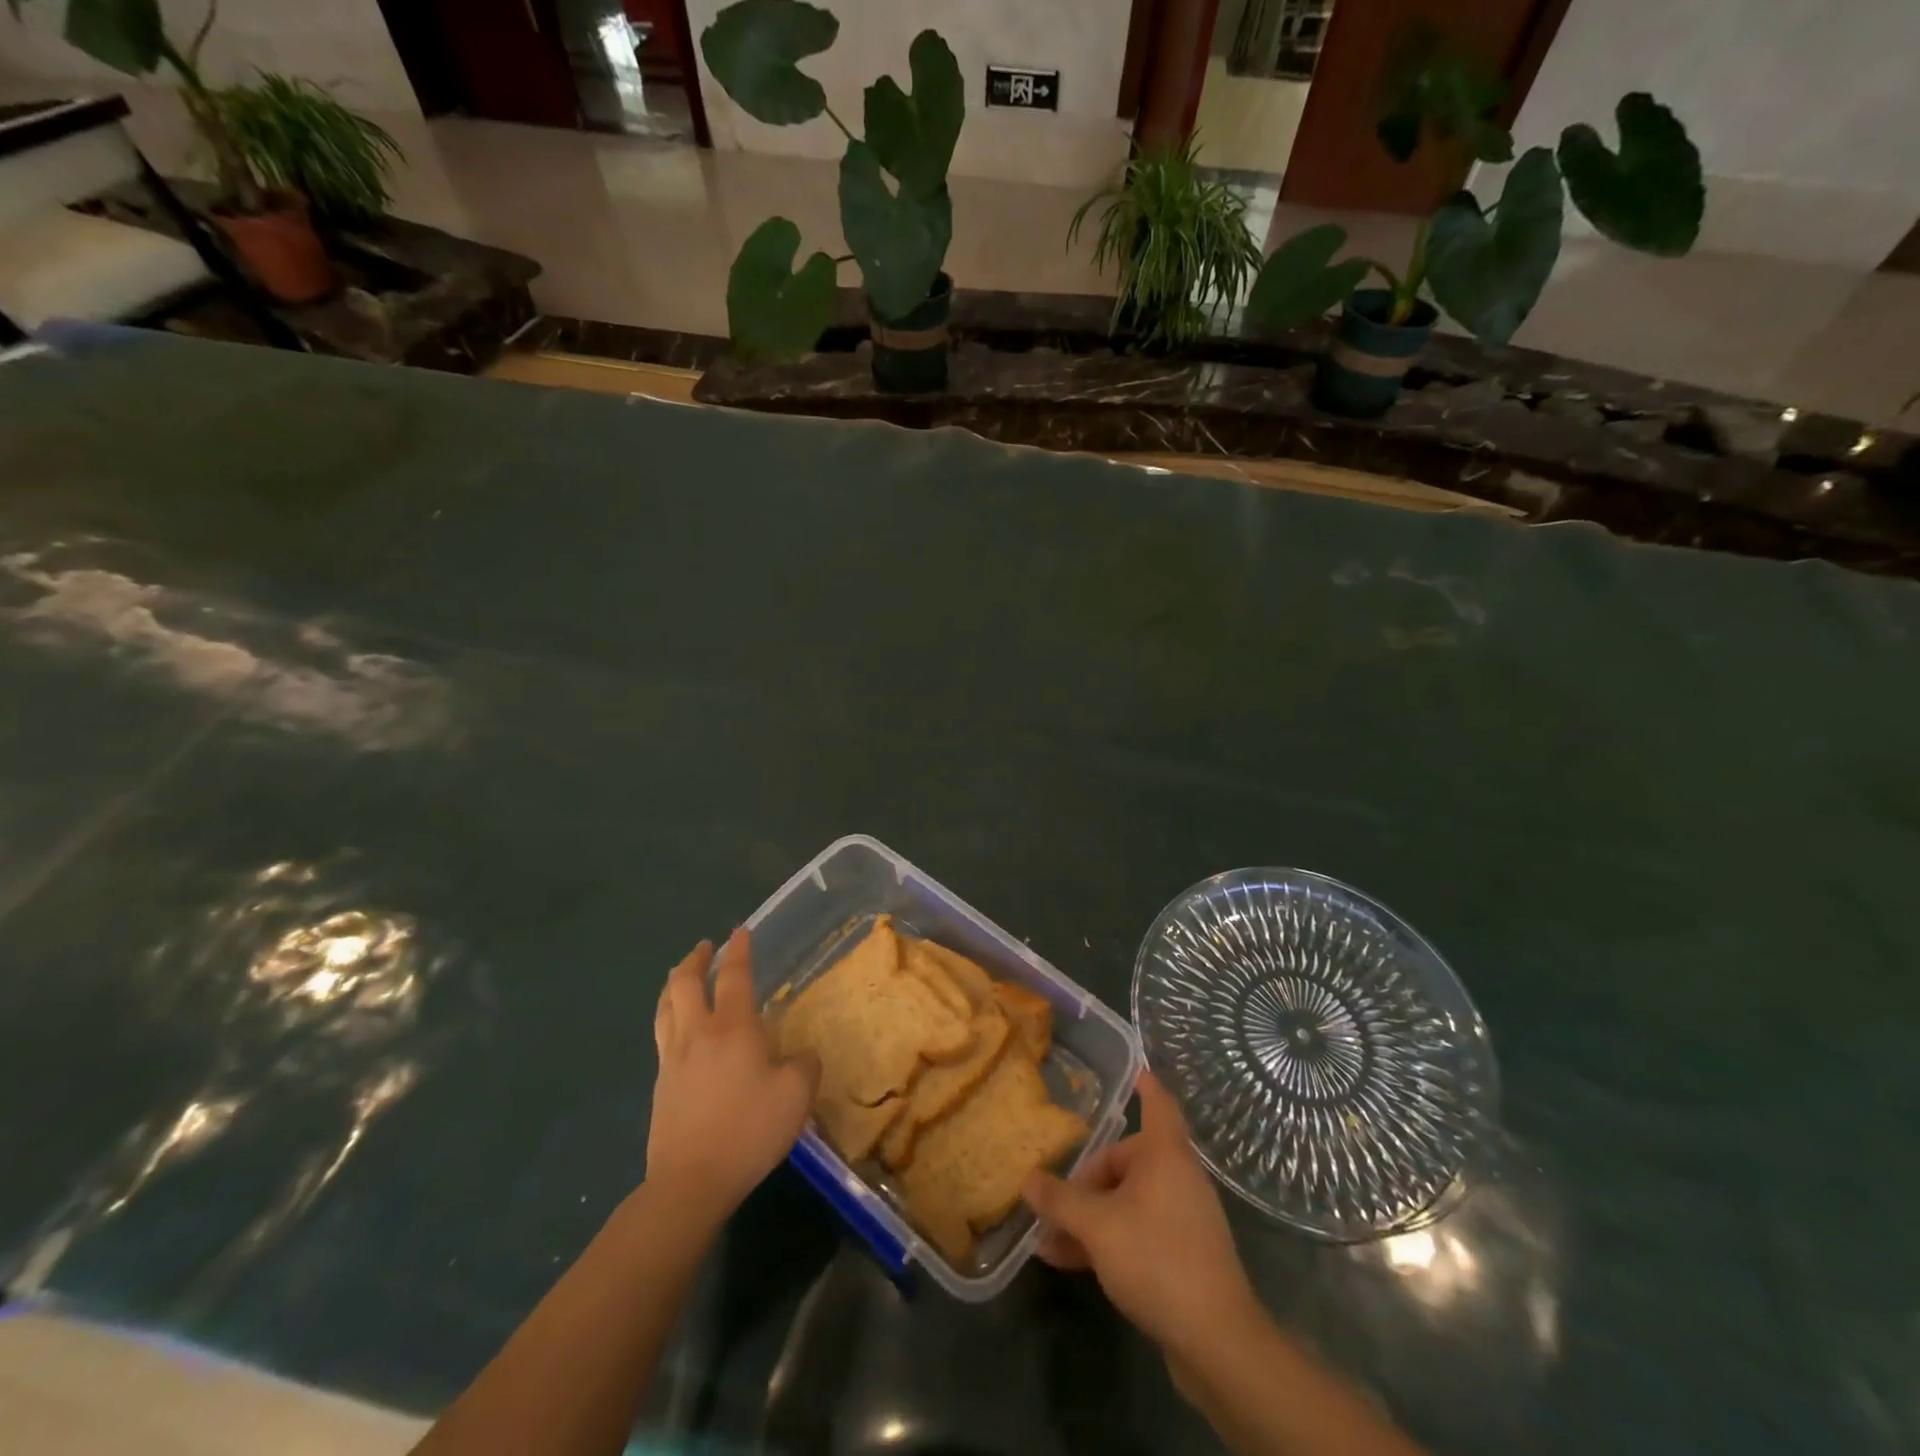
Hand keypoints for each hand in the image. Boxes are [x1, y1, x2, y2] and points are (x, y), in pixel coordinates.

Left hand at [647, 929, 819, 1228]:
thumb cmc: (749, 1131)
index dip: (739, 950)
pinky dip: (668, 1014)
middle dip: (695, 959)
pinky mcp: (660, 1084)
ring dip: (673, 983)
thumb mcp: (796, 1096)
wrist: (691, 1182)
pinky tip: (677, 1026)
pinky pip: (662, 1034)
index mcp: (733, 1028)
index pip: (734, 976)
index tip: (741, 931)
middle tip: (706, 947)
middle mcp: (698, 1033)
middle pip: (685, 983)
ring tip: (680, 975)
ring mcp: (673, 1058)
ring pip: (665, 1006)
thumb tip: (801, 1054)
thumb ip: (805, 1065)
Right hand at [1022, 1072, 1257, 1357]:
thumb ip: (1060, 1200)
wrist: (1217, 1341)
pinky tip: (1071, 1262)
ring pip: (1127, 1200)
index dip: (1144, 1084)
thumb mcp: (1097, 1226)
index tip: (1134, 1068)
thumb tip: (1028, 1179)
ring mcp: (1182, 1216)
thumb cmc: (1157, 1259)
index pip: (1157, 1103)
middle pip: (1127, 1160)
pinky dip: (1108, 1238)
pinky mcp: (1183, 1253)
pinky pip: (1137, 1229)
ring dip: (1090, 1216)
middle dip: (1086, 1181)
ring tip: (1049, 1240)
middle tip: (1053, 1203)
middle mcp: (1177, 1176)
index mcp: (1164, 1154)